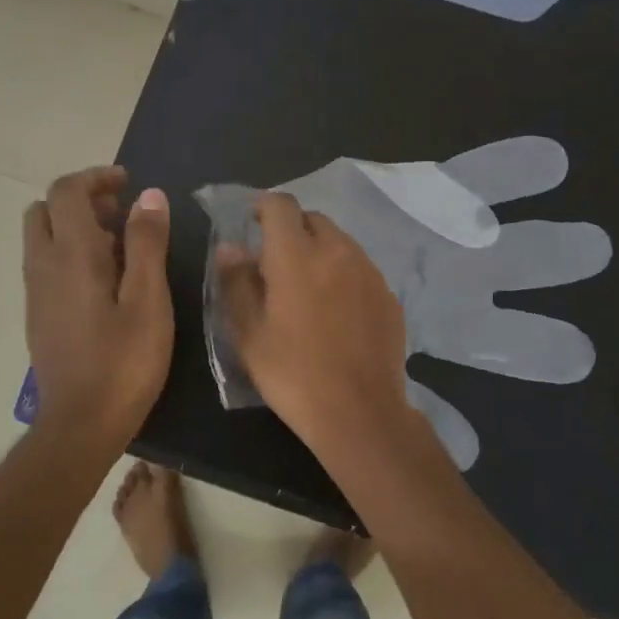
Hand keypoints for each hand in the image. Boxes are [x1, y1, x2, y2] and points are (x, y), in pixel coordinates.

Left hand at [23, 166, 171, 449]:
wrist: (81, 422)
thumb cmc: (124, 361)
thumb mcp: (148, 299)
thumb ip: (146, 243)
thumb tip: (148, 195)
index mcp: (71, 255)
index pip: (66, 192)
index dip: (95, 178)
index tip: (128, 184)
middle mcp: (43, 266)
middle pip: (44, 210)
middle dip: (80, 200)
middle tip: (120, 213)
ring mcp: (35, 292)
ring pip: (42, 238)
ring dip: (75, 228)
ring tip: (120, 247)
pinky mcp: (38, 315)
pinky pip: (46, 265)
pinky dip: (69, 254)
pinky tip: (104, 283)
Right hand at [215, 192, 413, 453]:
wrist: (359, 412)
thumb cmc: (292, 374)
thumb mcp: (249, 333)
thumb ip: (236, 282)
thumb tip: (230, 248)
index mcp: (297, 256)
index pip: (281, 205)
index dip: (263, 207)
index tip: (252, 223)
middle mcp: (338, 251)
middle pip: (313, 219)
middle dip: (292, 230)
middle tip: (276, 262)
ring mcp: (369, 272)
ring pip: (340, 242)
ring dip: (319, 251)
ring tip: (306, 287)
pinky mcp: (388, 295)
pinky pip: (360, 269)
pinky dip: (343, 275)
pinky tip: (336, 311)